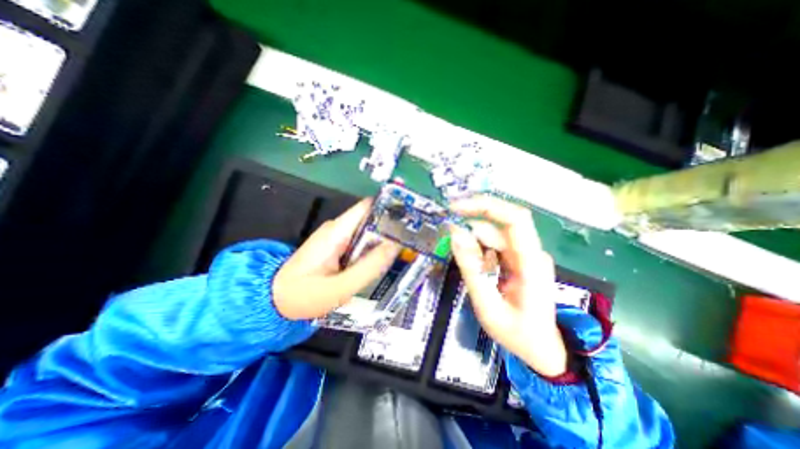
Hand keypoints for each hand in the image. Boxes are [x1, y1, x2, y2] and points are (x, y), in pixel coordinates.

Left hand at [273, 198, 399, 318]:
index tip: (410, 218)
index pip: (367, 207)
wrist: (276, 300)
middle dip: (391, 227)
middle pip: (370, 219)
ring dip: (384, 239)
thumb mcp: (340, 287)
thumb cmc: (305, 295)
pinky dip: (374, 248)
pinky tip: (385, 260)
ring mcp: (337, 237)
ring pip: (367, 231)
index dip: (389, 208)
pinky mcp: (337, 246)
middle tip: (413, 240)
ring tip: (405, 250)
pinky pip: (361, 242)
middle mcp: (338, 229)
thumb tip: (395, 245)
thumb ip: (369, 267)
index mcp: (337, 231)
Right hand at [448, 195, 568, 375]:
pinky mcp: (518, 258)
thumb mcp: (487, 306)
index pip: (514, 219)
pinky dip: (479, 253)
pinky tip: (480, 273)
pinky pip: (493, 246)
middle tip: (448, 237)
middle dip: (470, 227)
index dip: (486, 206)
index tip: (456, 208)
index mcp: (530, 263)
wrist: (541, 348)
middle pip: (498, 226)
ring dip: (473, 246)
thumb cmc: (517, 333)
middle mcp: (530, 252)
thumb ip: (471, 269)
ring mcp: (525, 254)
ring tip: (472, 273)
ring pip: (493, 235)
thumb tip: (455, 234)